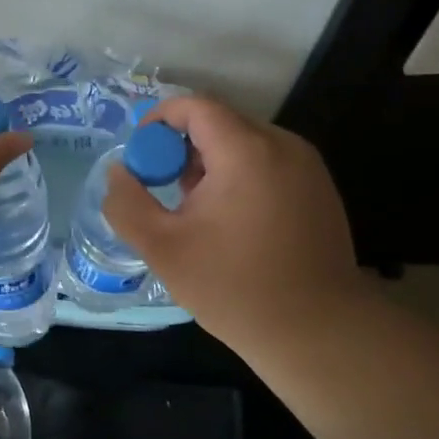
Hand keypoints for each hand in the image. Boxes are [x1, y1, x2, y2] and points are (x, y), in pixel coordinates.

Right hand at [101, 95, 365, 351]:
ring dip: (211, 165)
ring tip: (197, 213)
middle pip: (219, 123)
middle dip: (183, 149)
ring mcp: (308, 167)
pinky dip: (240, 177)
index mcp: (246, 151)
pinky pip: (268, 164)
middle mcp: (283, 145)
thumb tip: (119, 171)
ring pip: (244, 144)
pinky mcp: (320, 190)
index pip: (194, 106)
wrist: (318, 332)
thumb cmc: (234, 287)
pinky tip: (233, 224)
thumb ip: (128, 203)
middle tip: (165, 192)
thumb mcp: (163, 248)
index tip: (140, 159)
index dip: (158, 122)